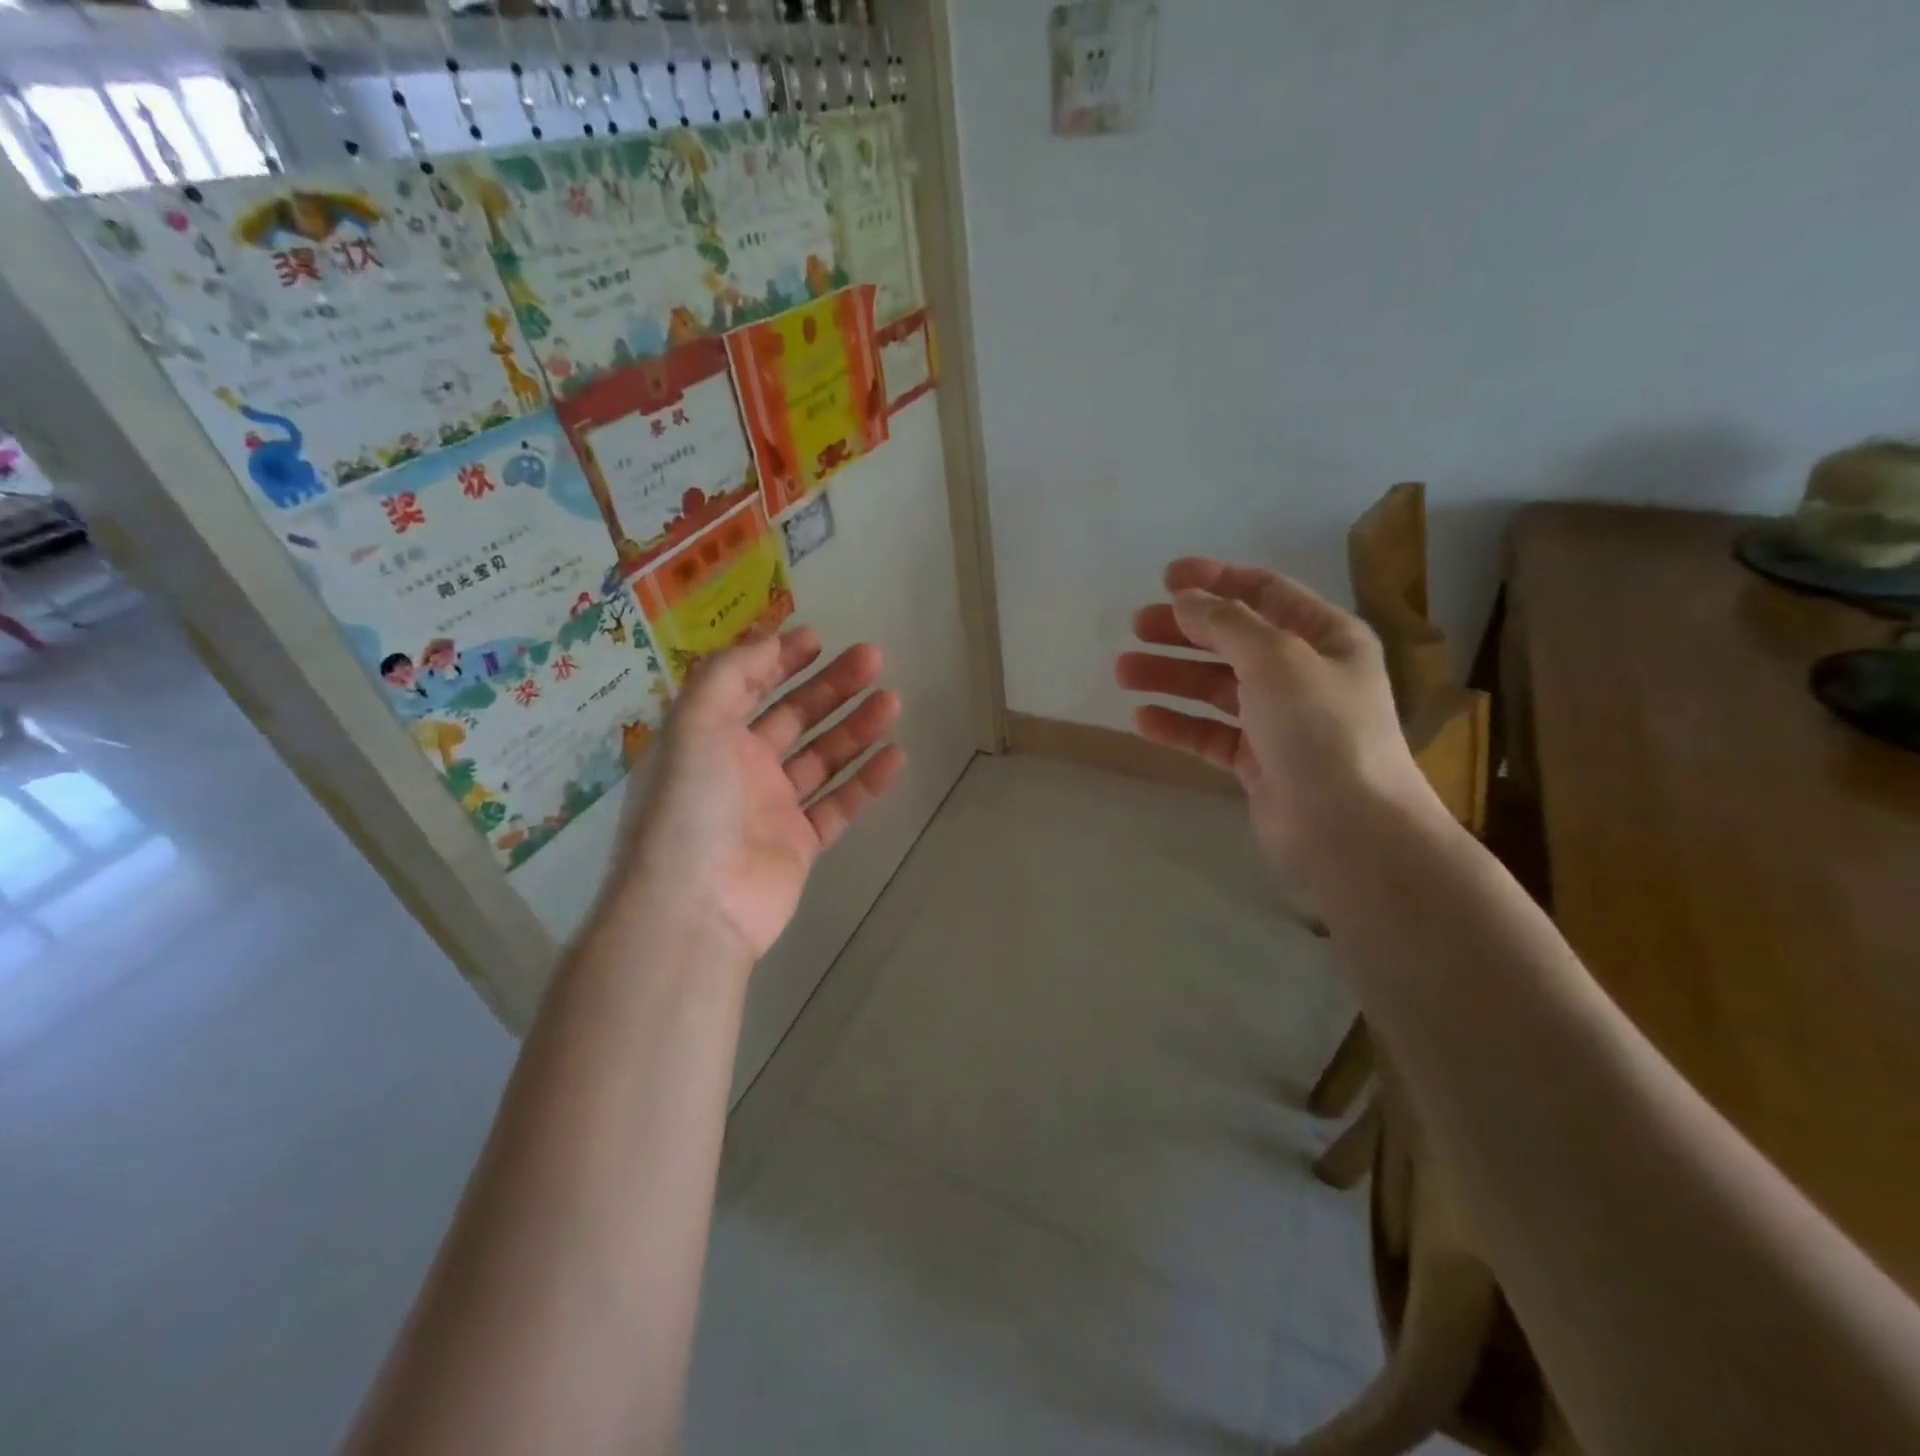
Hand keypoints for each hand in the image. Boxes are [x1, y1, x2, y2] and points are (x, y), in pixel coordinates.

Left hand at [620, 626, 904, 961]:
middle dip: (831, 686)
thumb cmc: (690, 807)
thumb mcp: (694, 724)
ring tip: (892, 701)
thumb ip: (730, 674)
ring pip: (822, 758)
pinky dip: (866, 780)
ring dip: (856, 727)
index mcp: (708, 737)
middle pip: (794, 716)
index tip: (819, 639)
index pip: (746, 686)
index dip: (779, 659)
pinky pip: (839, 804)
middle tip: (874, 660)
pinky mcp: (800, 843)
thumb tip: (767, 641)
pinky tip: (894, 756)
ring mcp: (772, 807)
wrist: (696, 908)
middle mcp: (739, 767)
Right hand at [1115, 558, 1434, 880]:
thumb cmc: (1321, 729)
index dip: (1216, 580)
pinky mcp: (1258, 763)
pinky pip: (1210, 733)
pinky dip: (1177, 724)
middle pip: (1233, 640)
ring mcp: (1280, 721)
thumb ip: (1227, 623)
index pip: (1265, 593)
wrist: (1348, 829)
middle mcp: (1304, 674)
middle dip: (1183, 631)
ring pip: (1215, 688)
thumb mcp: (1276, 658)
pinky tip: (1141, 719)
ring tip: (1123, 672)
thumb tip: (1185, 599)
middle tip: (1135, 627)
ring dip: (1170, 676)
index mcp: (1325, 637)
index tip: (1166, 577)